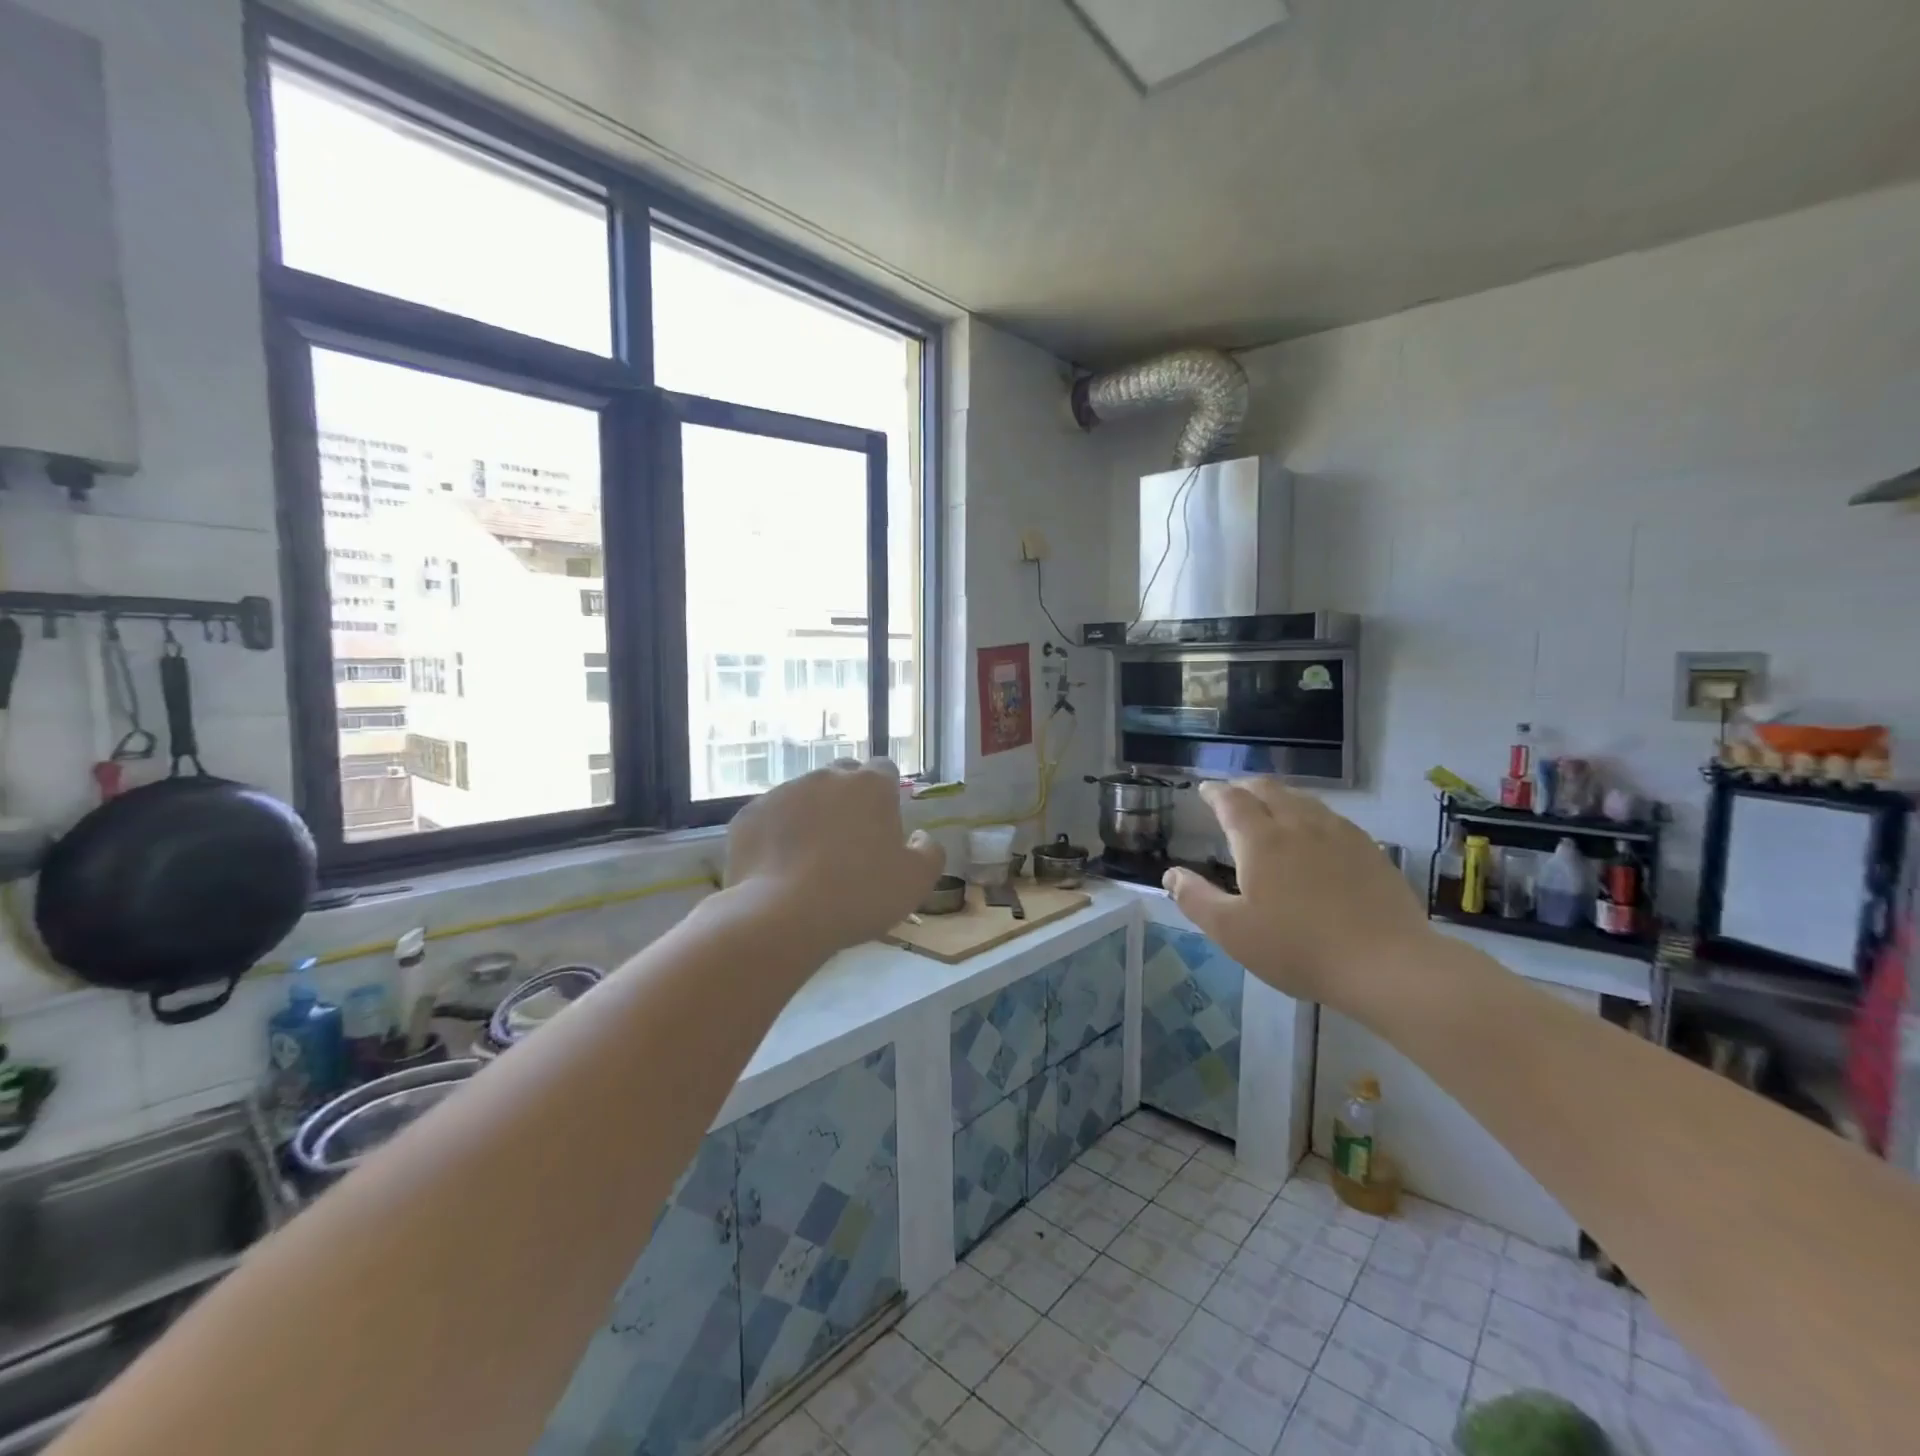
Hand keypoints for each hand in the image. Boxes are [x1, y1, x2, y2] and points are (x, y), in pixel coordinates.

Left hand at [723, 759, 945, 955]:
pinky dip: (777, 834)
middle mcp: (826, 777)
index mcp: (870, 785)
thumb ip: (929, 851)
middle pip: (842, 777)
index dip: (886, 793)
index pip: (884, 769)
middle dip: (848, 799)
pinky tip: (780, 868)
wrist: (782, 917)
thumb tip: (919, 837)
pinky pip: (770, 818)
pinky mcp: (748, 815)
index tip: (884, 823)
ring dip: (811, 816)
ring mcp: (782, 792)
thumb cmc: (860, 895)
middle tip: (850, 841)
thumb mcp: (917, 881)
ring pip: (803, 796)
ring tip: (810, 859)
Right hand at [1164, 779, 1429, 1010]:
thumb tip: (1170, 874)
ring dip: (1280, 797)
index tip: (1205, 790)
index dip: (1215, 792)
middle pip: (1269, 789)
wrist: (1388, 965)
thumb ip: (1195, 899)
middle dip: (1246, 787)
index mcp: (1260, 840)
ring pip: (1303, 800)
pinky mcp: (1370, 851)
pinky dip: (1311, 815)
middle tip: (1234, 796)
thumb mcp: (1232, 932)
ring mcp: (1339, 834)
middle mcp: (1298, 825)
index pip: (1232, 801)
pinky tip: (1316, 836)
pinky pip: (1332, 818)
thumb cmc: (1299, 948)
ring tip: (1271, 810)